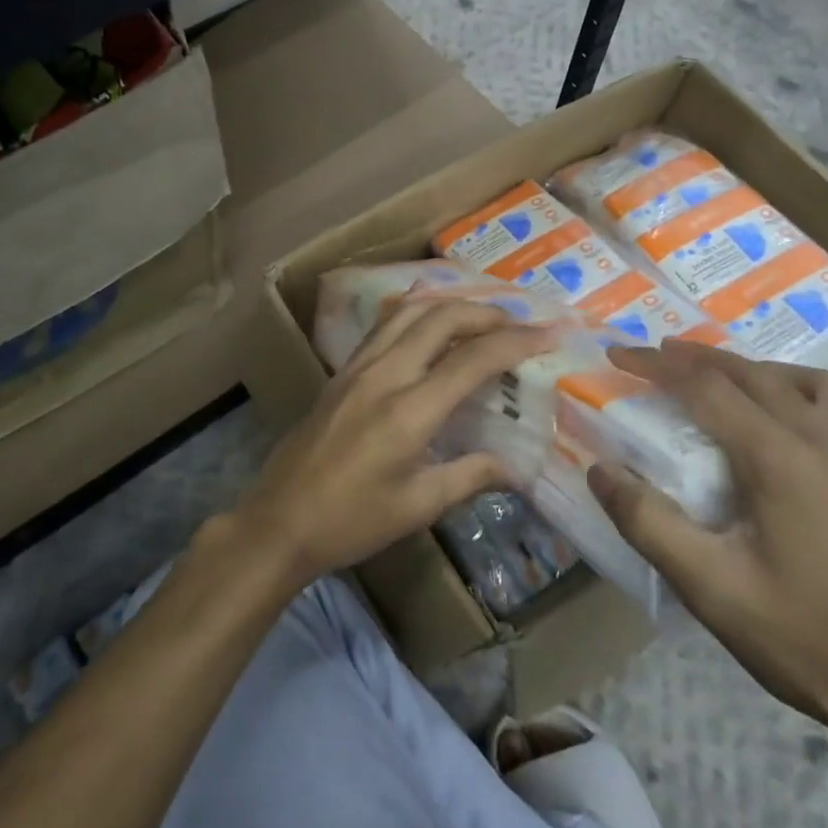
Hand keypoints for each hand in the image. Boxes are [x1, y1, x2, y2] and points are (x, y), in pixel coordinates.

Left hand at [235, 300, 551, 586]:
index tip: (549, 335)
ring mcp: (357, 368)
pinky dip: (416, 314)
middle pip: (440, 318)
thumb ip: (470, 477)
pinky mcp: (341, 372)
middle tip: (518, 325)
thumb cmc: (350, 521)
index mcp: (408, 411)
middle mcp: (383, 375)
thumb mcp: (417, 507)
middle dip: (485, 313)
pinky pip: (384, 325)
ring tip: (480, 318)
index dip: (516, 342)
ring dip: (449, 306)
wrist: (279, 521)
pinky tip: (429, 326)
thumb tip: (515, 467)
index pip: (472, 359)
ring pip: (408, 312)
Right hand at [590, 343, 827, 739]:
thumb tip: (599, 470)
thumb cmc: (798, 636)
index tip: (616, 352)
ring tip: (712, 377)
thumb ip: (647, 522)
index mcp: (781, 460)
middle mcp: (824, 440)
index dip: (656, 365)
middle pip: (750, 372)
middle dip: (694, 356)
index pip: (706, 388)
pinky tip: (777, 414)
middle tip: (650, 353)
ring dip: (747, 367)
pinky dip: (791, 387)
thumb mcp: (708, 586)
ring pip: (798, 379)